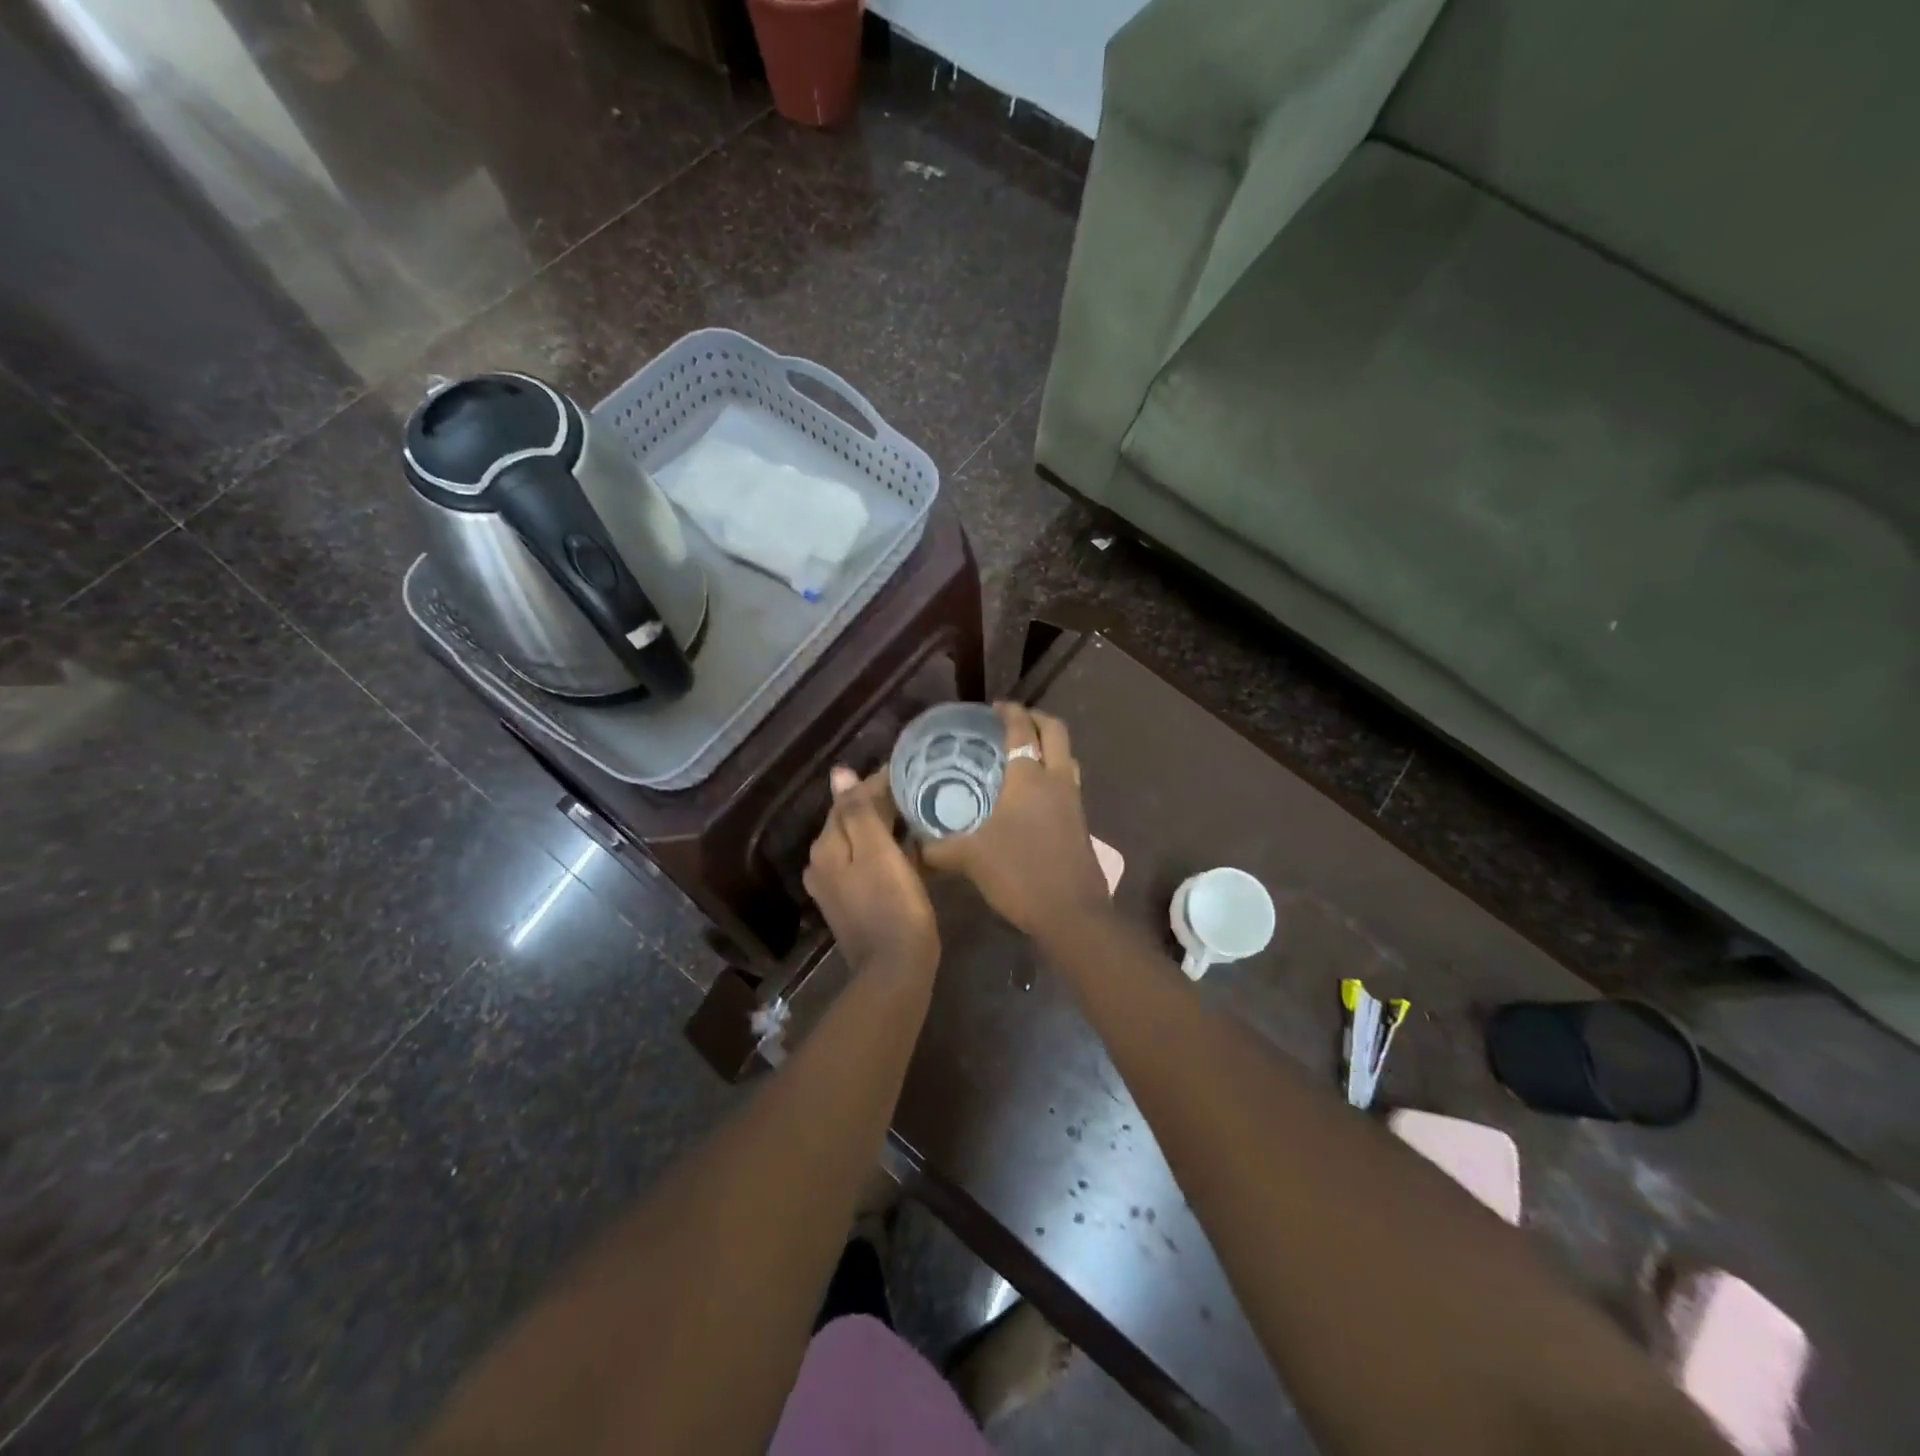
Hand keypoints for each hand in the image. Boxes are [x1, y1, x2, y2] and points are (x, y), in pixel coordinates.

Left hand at [804, 766, 939, 977]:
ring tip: (916, 815)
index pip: (848, 801)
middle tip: (917, 792)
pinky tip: (908, 849)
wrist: (895, 970)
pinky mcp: (852, 903)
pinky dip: (885, 851)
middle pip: (851, 821)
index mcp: (826, 847)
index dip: (878, 785)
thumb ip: (858, 812)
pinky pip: (867, 863)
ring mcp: (835, 887)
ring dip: (884, 828)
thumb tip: (839, 773)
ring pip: (860, 842)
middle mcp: (822, 864)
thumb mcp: (877, 852)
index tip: (910, 774)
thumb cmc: (893, 905)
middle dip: (880, 805)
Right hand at [921, 704, 1110, 940]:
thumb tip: (913, 846)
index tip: (994, 707)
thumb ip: (939, 848)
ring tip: (1023, 754)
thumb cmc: (1020, 873)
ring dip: (1049, 747)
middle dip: (1036, 718)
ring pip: (1067, 757)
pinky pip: (1068, 783)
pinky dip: (1052, 774)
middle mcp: (1057, 780)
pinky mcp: (1080, 823)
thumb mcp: (970, 858)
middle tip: (1013, 721)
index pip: (1022, 729)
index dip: (1009, 712)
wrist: (1072, 913)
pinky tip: (1031, 796)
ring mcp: (1074, 801)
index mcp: (1030, 778)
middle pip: (1056, 731)